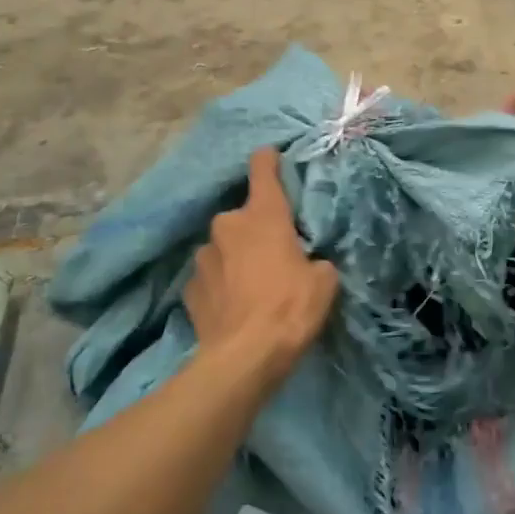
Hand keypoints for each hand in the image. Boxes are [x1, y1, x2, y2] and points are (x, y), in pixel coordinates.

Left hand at [185, 147, 338, 372]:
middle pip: (243, 215)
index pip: (262, 170)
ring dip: (235, 256)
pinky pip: (210, 277)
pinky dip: (221, 284)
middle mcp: (228, 226)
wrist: (244, 358)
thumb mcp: (324, 282)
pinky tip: (233, 304)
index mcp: (264, 215)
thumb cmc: (290, 308)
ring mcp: (203, 257)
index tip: (271, 155)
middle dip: (256, 229)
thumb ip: (317, 261)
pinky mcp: (190, 289)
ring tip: (252, 284)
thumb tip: (309, 264)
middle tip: (274, 252)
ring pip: (223, 247)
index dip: (268, 160)